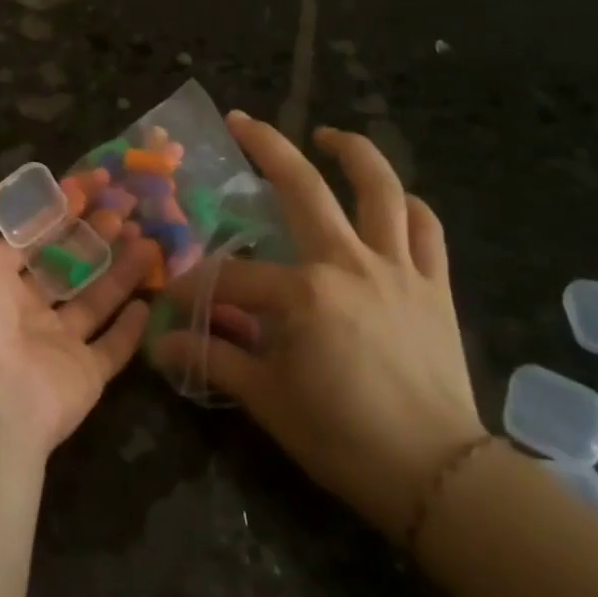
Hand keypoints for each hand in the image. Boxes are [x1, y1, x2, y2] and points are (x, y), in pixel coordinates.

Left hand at [0, 181, 153, 458]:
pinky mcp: (82, 377)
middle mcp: (16, 310)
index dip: (59, 204)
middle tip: (129, 204)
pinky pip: (111, 349)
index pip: (28, 233)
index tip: (94, 181)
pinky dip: (130, 328)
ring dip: (120, 267)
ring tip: (149, 236)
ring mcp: (50, 346)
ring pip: (92, 299)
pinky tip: (149, 298)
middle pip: (63, 262)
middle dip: (94, 231)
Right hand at [149, 114, 484, 541]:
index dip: (199, 285)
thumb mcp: (268, 400)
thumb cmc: (344, 437)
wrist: (438, 476)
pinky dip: (410, 208)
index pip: (233, 275)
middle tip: (243, 120)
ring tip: (331, 136)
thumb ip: (214, 360)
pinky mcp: (434, 286)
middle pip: (303, 188)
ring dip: (354, 153)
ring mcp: (398, 269)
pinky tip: (395, 201)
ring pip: (380, 190)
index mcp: (304, 291)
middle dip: (267, 147)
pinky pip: (426, 230)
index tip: (177, 299)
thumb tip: (159, 344)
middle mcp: (349, 263)